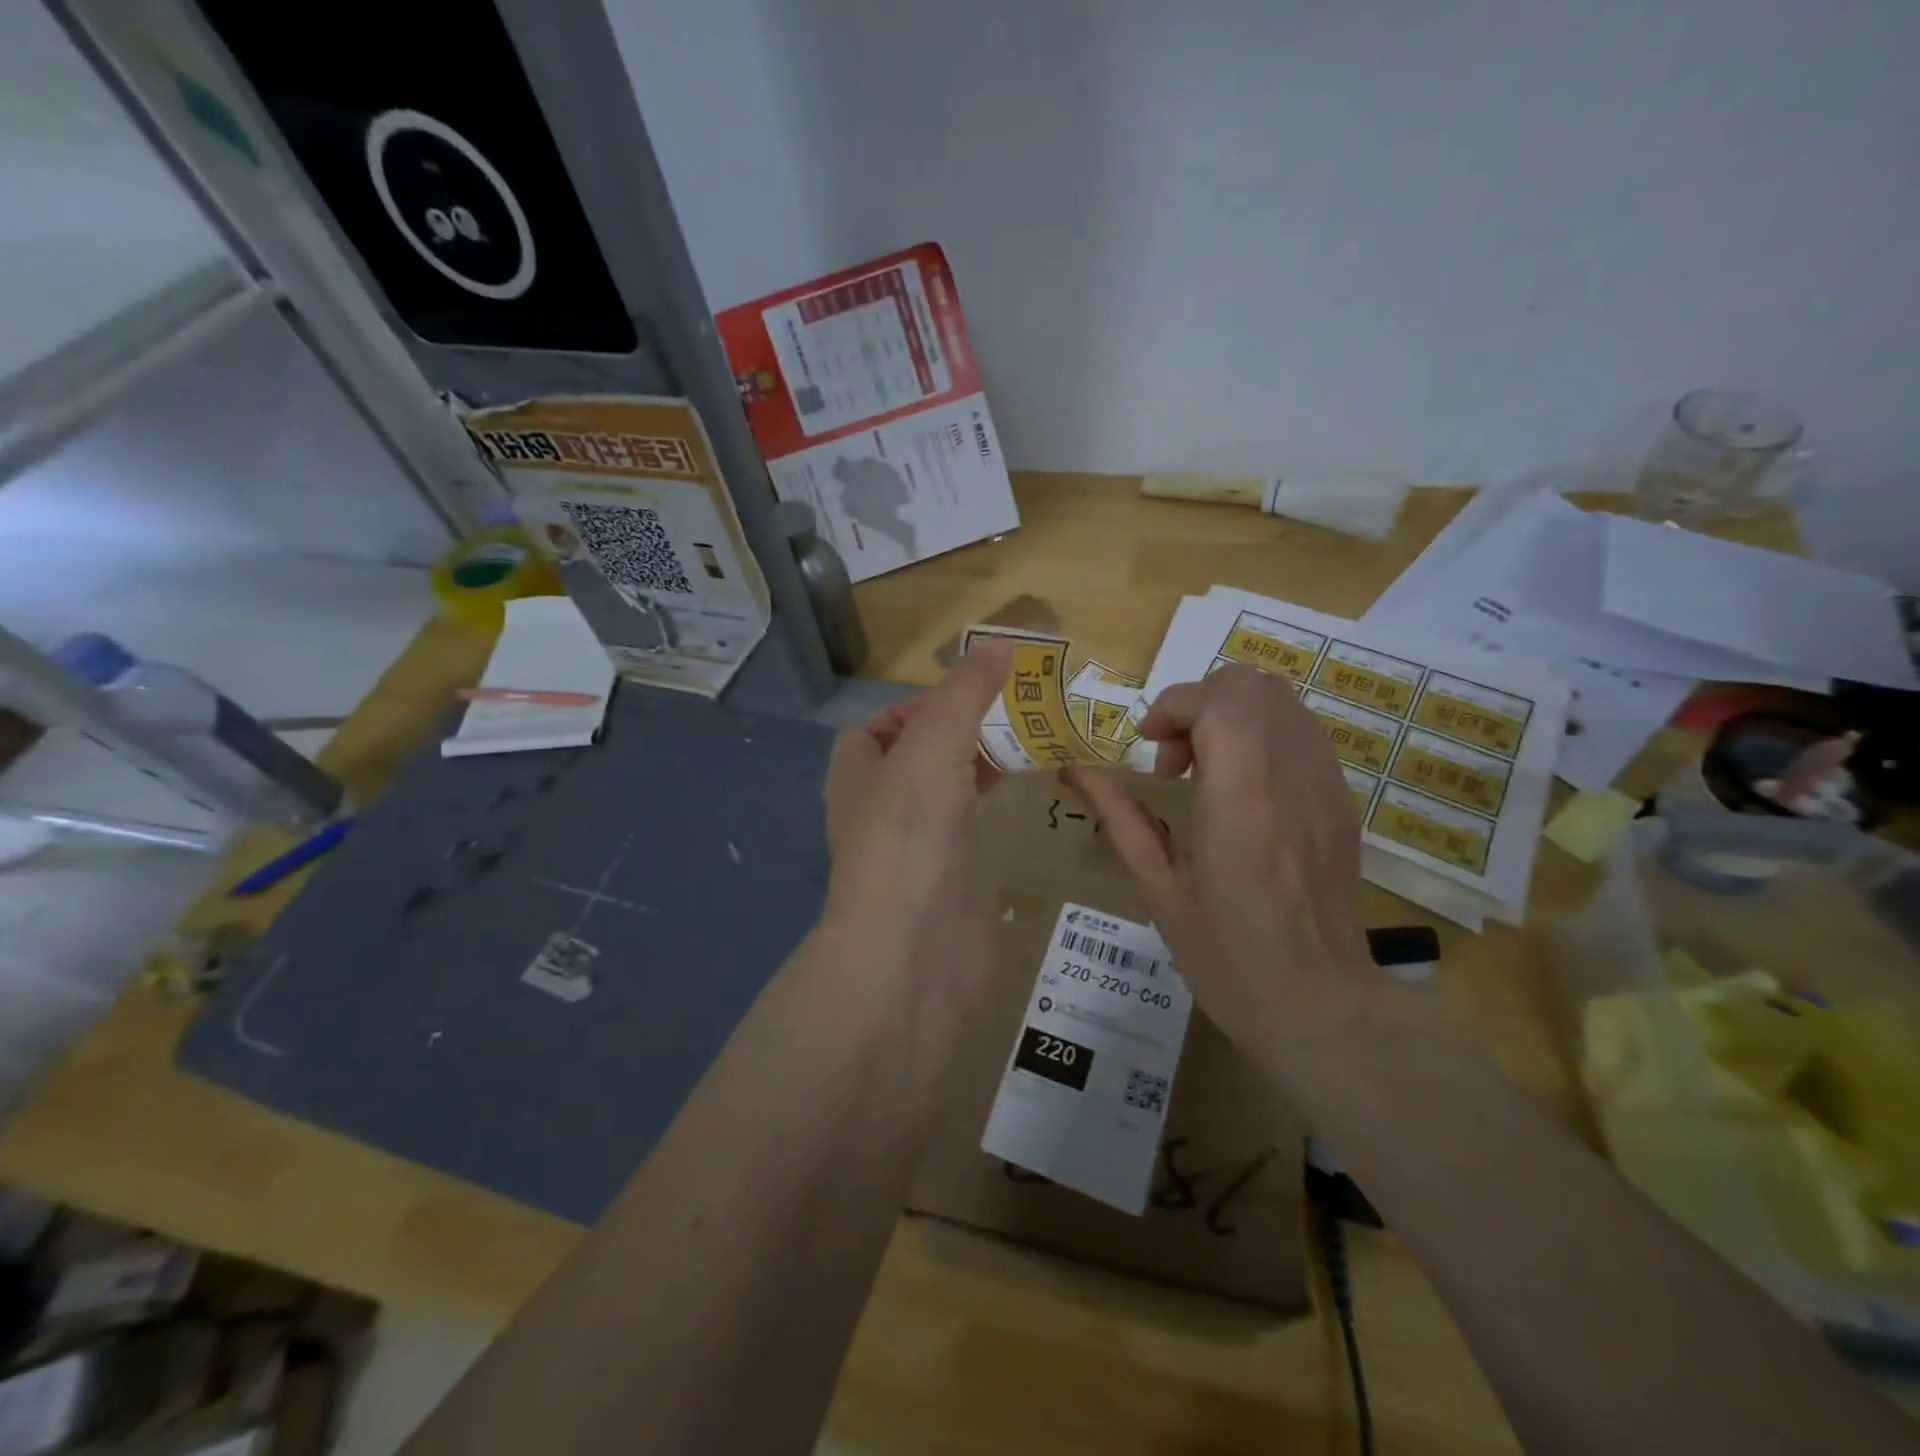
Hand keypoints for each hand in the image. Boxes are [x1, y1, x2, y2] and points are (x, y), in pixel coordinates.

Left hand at [819, 641, 1011, 986]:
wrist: (911, 947)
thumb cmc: (908, 832)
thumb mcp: (933, 743)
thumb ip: (965, 693)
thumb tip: (1001, 642)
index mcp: (856, 770)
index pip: (881, 724)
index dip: (922, 703)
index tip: (973, 692)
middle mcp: (878, 806)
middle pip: (921, 753)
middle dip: (964, 730)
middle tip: (1018, 712)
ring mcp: (913, 845)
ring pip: (948, 789)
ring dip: (982, 765)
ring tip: (1033, 743)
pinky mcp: (946, 877)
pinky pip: (970, 825)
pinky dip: (993, 804)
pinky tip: (1027, 794)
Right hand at [1063, 665, 1376, 1053]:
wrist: (1321, 1007)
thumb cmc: (1227, 958)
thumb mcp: (1158, 889)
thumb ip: (1119, 817)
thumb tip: (1073, 770)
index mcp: (1241, 801)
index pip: (1217, 702)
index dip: (1173, 707)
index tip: (1149, 748)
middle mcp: (1291, 777)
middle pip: (1251, 684)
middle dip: (1199, 703)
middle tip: (1175, 761)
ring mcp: (1326, 784)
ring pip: (1281, 699)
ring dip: (1230, 715)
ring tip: (1207, 772)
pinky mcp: (1342, 798)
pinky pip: (1301, 730)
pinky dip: (1261, 734)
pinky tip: (1243, 789)